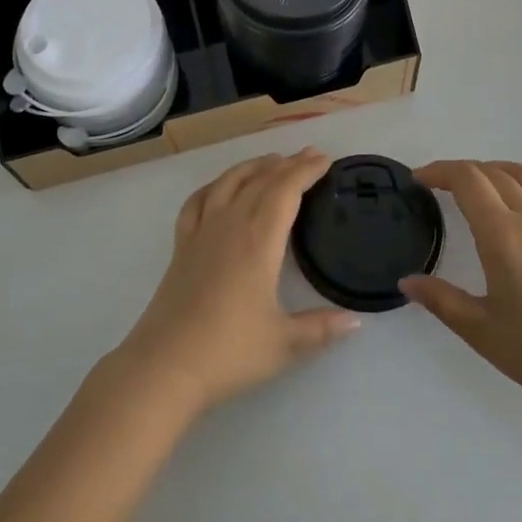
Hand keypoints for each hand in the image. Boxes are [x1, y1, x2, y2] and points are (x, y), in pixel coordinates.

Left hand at [114, 150, 361, 415]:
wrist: (165, 366)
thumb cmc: (228, 352)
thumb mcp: (283, 344)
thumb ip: (321, 329)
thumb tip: (356, 321)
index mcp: (258, 241)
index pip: (286, 191)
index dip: (306, 171)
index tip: (325, 159)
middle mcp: (230, 225)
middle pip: (261, 181)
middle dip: (287, 164)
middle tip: (310, 155)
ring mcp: (201, 233)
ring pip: (229, 183)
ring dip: (253, 167)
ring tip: (272, 160)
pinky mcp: (181, 246)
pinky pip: (198, 201)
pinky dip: (215, 185)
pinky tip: (221, 187)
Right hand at [402, 160, 521, 420]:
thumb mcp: (480, 331)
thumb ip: (441, 300)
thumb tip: (407, 281)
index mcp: (503, 235)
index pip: (467, 179)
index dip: (439, 171)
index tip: (418, 180)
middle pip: (493, 172)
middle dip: (461, 171)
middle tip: (438, 186)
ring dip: (496, 171)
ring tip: (478, 186)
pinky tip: (521, 210)